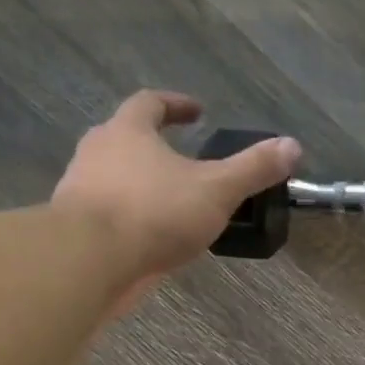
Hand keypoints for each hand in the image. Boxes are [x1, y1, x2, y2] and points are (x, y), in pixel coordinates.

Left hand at [53, 91, 300, 286]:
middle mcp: (96, 152)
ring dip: (139, 182)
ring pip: (111, 176)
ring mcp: (78, 190)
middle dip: (153, 144)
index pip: (150, 102)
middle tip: (183, 158)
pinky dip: (127, 217)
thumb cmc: (153, 212)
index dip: (176, 104)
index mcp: (127, 132)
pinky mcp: (72, 228)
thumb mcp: (216, 189)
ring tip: (170, 202)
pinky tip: (149, 237)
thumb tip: (292, 145)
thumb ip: (253, 169)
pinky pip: (105, 213)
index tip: (197, 113)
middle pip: (124, 137)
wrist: (86, 262)